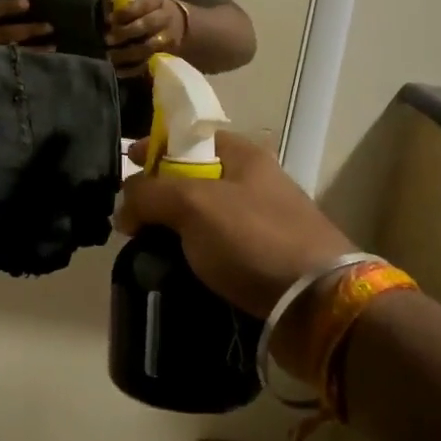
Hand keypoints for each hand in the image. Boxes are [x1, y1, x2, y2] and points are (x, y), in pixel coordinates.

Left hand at [106, 0, 185, 74]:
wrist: (180, 24)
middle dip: (125, 33)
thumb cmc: (151, 10)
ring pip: (148, 47)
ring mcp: (167, 38)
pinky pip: (148, 63)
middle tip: (108, 39)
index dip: (125, 13)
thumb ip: (124, 1)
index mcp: (156, 1)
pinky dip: (132, 69)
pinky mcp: (164, 55)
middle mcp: (165, 18)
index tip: (109, 19)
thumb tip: (107, 3)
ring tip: (110, 56)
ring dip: (127, 53)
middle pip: (147, 25)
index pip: (142, 5)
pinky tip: (118, 70)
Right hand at [117, 131, 356, 375]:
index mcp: (243, 155)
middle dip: (159, 193)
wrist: (318, 304)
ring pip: (204, 217)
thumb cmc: (254, 239)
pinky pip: (217, 249)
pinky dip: (193, 256)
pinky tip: (174, 270)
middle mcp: (254, 182)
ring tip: (145, 249)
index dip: (156, 145)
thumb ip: (150, 195)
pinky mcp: (265, 260)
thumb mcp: (193, 205)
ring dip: (174, 229)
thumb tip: (123, 207)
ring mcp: (263, 222)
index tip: (126, 163)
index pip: (190, 137)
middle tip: (130, 216)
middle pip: (194, 178)